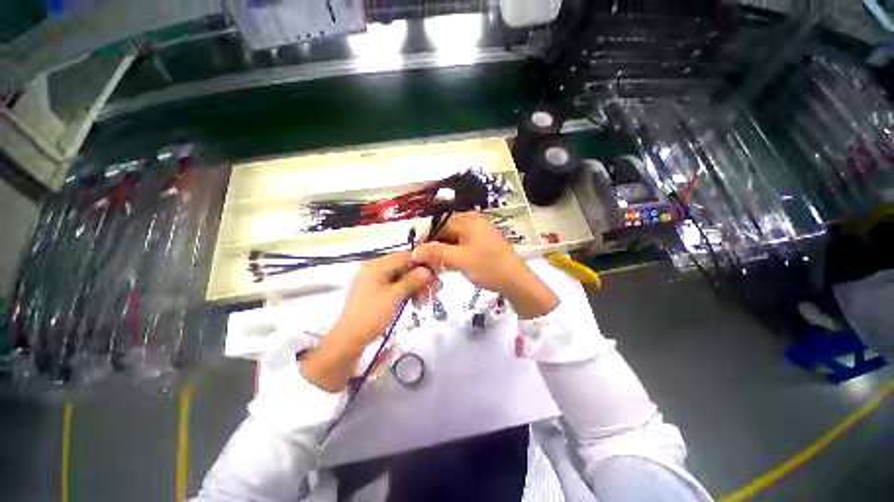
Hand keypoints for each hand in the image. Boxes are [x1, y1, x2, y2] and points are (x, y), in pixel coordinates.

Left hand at [301, 252, 435, 391]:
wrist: (349, 340)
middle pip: (403, 268)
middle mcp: (374, 269)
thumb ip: (412, 280)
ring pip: (400, 278)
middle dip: (419, 279)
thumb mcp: (394, 297)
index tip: (434, 275)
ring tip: (423, 301)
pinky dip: (405, 293)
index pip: (404, 256)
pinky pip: (394, 286)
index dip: (421, 264)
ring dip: (414, 287)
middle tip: (432, 291)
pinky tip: (415, 302)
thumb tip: (428, 271)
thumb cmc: (371, 315)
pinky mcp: (374, 291)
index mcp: (376, 266)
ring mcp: (373, 281)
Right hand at [412, 212, 558, 318]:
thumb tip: (415, 251)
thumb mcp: (459, 259)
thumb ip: (435, 253)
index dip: (425, 239)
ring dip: (444, 250)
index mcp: (467, 220)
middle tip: (427, 262)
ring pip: (454, 238)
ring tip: (437, 265)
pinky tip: (450, 264)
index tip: (416, 254)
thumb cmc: (487, 267)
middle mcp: (473, 221)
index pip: (438, 224)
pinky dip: (454, 253)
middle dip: (435, 245)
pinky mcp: (484, 242)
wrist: (516, 281)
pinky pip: (463, 243)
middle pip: (446, 230)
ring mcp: (480, 231)